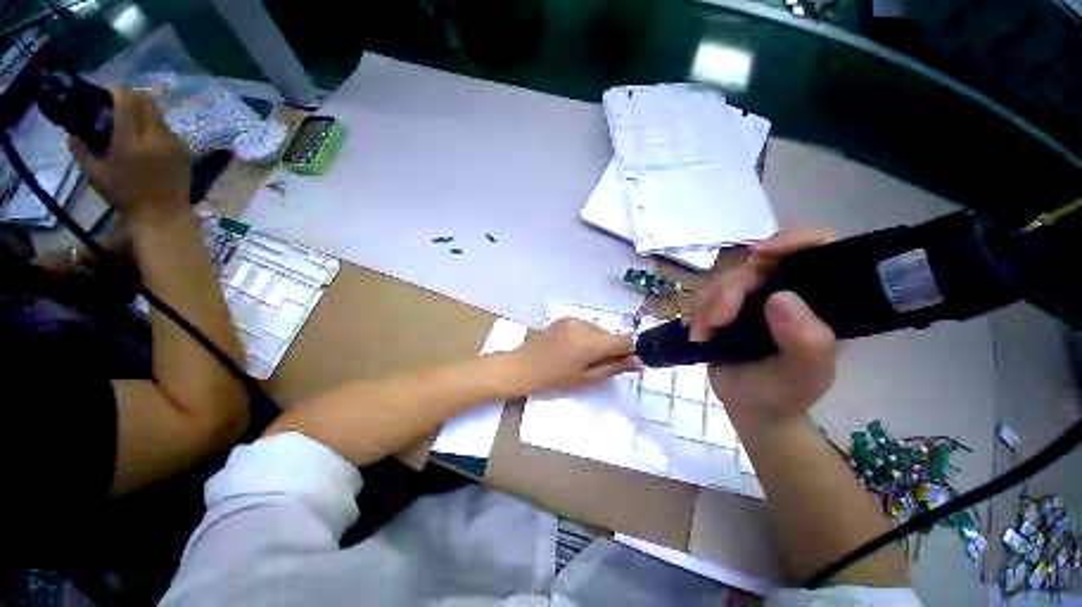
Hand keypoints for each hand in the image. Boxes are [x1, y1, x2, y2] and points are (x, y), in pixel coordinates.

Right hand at [69, 88, 189, 225]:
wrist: (162, 214)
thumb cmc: (124, 196)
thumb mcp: (94, 173)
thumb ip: (80, 148)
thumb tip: (73, 130)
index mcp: (131, 142)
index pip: (127, 101)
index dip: (117, 91)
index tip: (107, 93)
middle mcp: (156, 138)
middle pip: (147, 101)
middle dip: (131, 97)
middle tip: (118, 106)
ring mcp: (175, 144)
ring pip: (158, 115)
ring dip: (144, 113)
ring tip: (131, 126)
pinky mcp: (186, 151)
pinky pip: (168, 130)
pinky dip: (155, 128)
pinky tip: (146, 142)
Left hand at [503, 318, 641, 394]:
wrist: (521, 367)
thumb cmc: (553, 379)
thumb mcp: (586, 379)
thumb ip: (614, 367)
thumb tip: (639, 363)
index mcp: (591, 341)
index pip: (625, 339)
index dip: (631, 351)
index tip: (626, 363)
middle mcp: (584, 324)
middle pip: (611, 335)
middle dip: (612, 349)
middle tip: (598, 367)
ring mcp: (573, 319)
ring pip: (599, 330)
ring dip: (599, 343)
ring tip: (582, 359)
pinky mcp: (564, 318)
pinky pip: (586, 326)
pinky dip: (587, 337)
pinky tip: (573, 349)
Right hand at [692, 231, 838, 426]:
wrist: (750, 407)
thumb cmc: (785, 393)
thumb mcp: (805, 375)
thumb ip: (806, 341)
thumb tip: (780, 298)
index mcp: (820, 299)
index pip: (817, 248)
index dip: (793, 241)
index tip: (761, 254)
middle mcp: (787, 289)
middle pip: (756, 263)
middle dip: (731, 289)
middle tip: (718, 321)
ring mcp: (753, 297)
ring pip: (724, 277)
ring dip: (708, 303)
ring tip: (705, 335)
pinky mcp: (726, 306)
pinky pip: (705, 294)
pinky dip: (697, 311)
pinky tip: (699, 335)